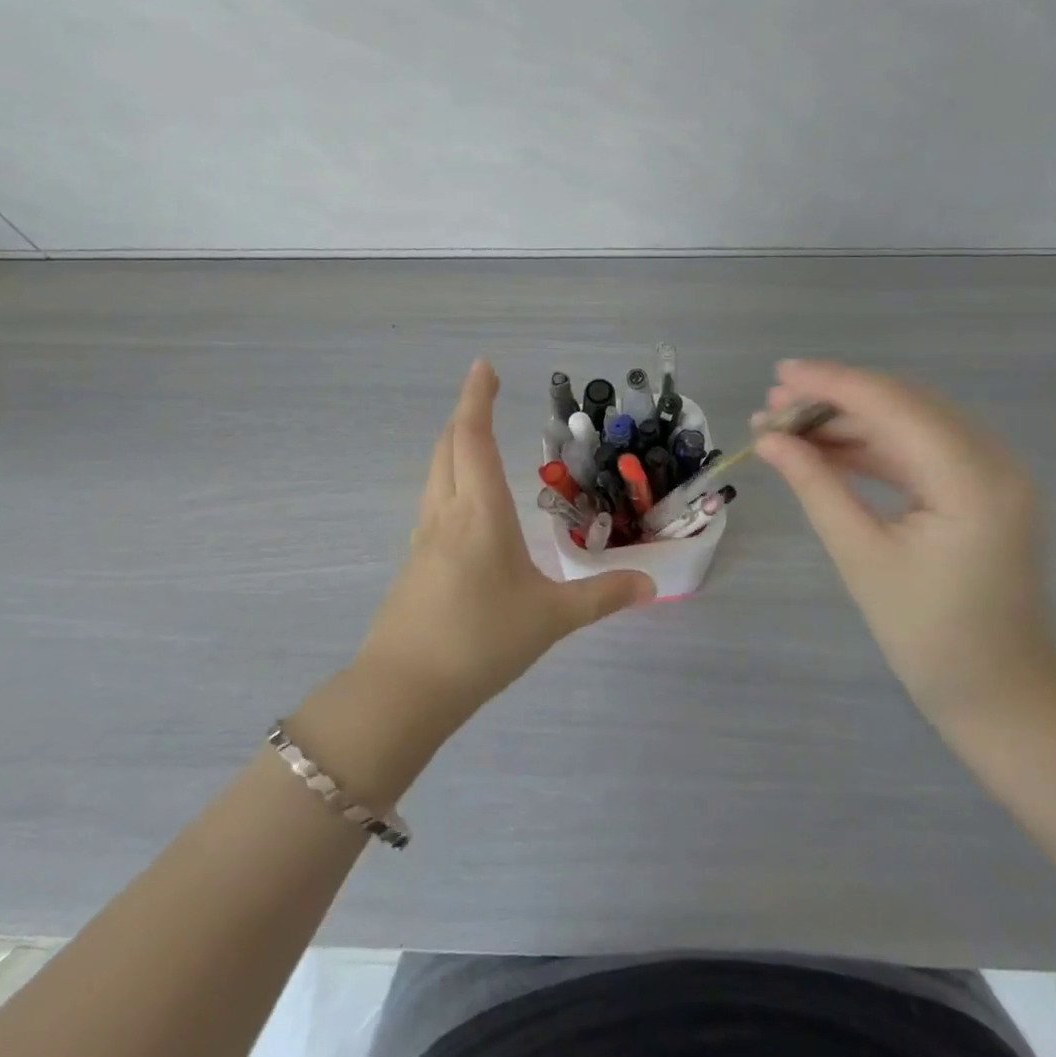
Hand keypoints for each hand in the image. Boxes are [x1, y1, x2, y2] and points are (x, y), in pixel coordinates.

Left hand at [356, 360, 655, 726]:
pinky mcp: (415, 562)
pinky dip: (448, 478)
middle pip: (448, 445)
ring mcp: (424, 537)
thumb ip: (602, 596)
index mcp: (479, 511)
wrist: (404, 690)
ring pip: (435, 472)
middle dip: (466, 413)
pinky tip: (465, 504)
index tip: (483, 366)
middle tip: (485, 393)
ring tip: (476, 438)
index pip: (473, 436)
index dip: (476, 397)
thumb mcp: (551, 618)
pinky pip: (432, 501)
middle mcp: (446, 512)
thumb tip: (650, 584)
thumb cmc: (481, 641)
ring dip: (454, 444)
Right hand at [754, 359, 1055, 730]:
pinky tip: (825, 449)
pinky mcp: (979, 487)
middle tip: (773, 407)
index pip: (895, 407)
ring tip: (787, 428)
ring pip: (908, 422)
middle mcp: (993, 461)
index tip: (779, 375)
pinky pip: (919, 449)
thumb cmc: (928, 636)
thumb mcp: (860, 556)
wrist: (1001, 693)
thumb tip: (767, 440)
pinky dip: (871, 445)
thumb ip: (815, 486)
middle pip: (903, 405)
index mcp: (973, 482)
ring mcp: (991, 473)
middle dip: (834, 399)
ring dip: (849, 420)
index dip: (833, 384)